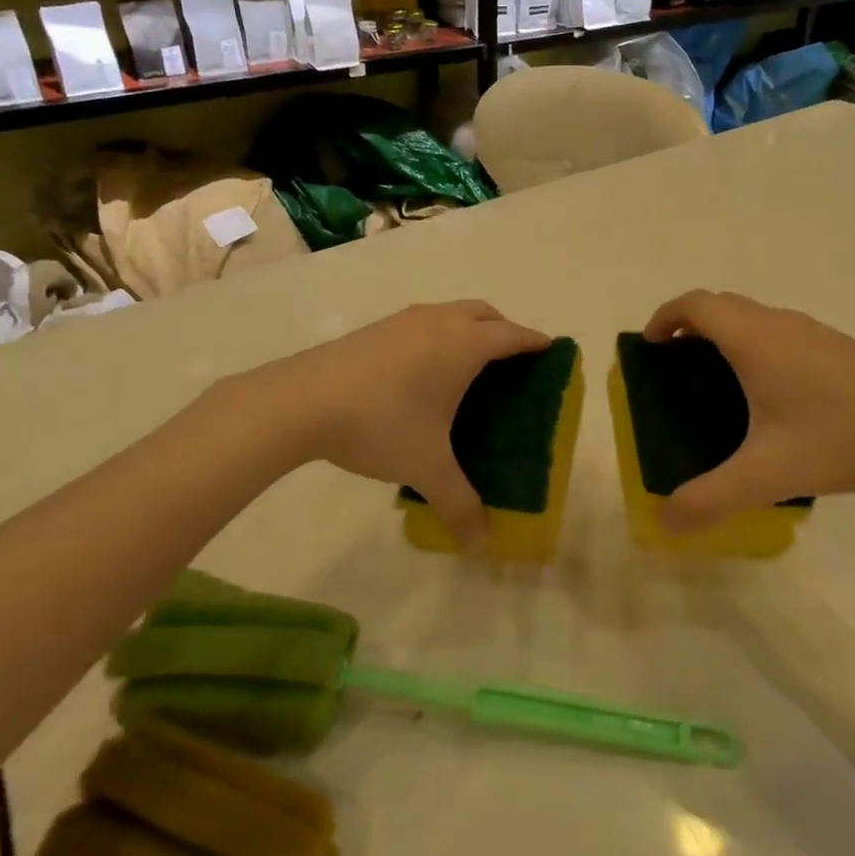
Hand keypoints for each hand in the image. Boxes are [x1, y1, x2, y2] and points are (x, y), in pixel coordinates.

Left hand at [258, 301, 550, 545]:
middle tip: (511, 362)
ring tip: (467, 367)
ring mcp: (404, 320)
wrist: (303, 400)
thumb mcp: (426, 467)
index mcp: (464, 344)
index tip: (551, 351)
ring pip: (450, 313)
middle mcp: (439, 321)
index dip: (535, 343)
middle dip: (504, 330)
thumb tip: (482, 543)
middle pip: (484, 313)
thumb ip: (459, 504)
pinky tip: (421, 371)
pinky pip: (422, 323)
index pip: (513, 336)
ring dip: (468, 328)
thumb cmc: (382, 423)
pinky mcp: (376, 328)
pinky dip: (437, 335)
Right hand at [644, 291, 854, 533]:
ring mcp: (813, 333)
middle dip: (689, 327)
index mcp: (753, 339)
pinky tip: (774, 398)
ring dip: (725, 335)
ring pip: (753, 317)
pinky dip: (756, 346)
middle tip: (676, 369)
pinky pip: (779, 333)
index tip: (649, 347)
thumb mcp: (769, 474)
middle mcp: (779, 324)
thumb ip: (711, 499)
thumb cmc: (843, 437)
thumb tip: (663, 523)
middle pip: (721, 305)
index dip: (664, 317)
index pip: (694, 304)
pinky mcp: (838, 347)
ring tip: (718, 384)